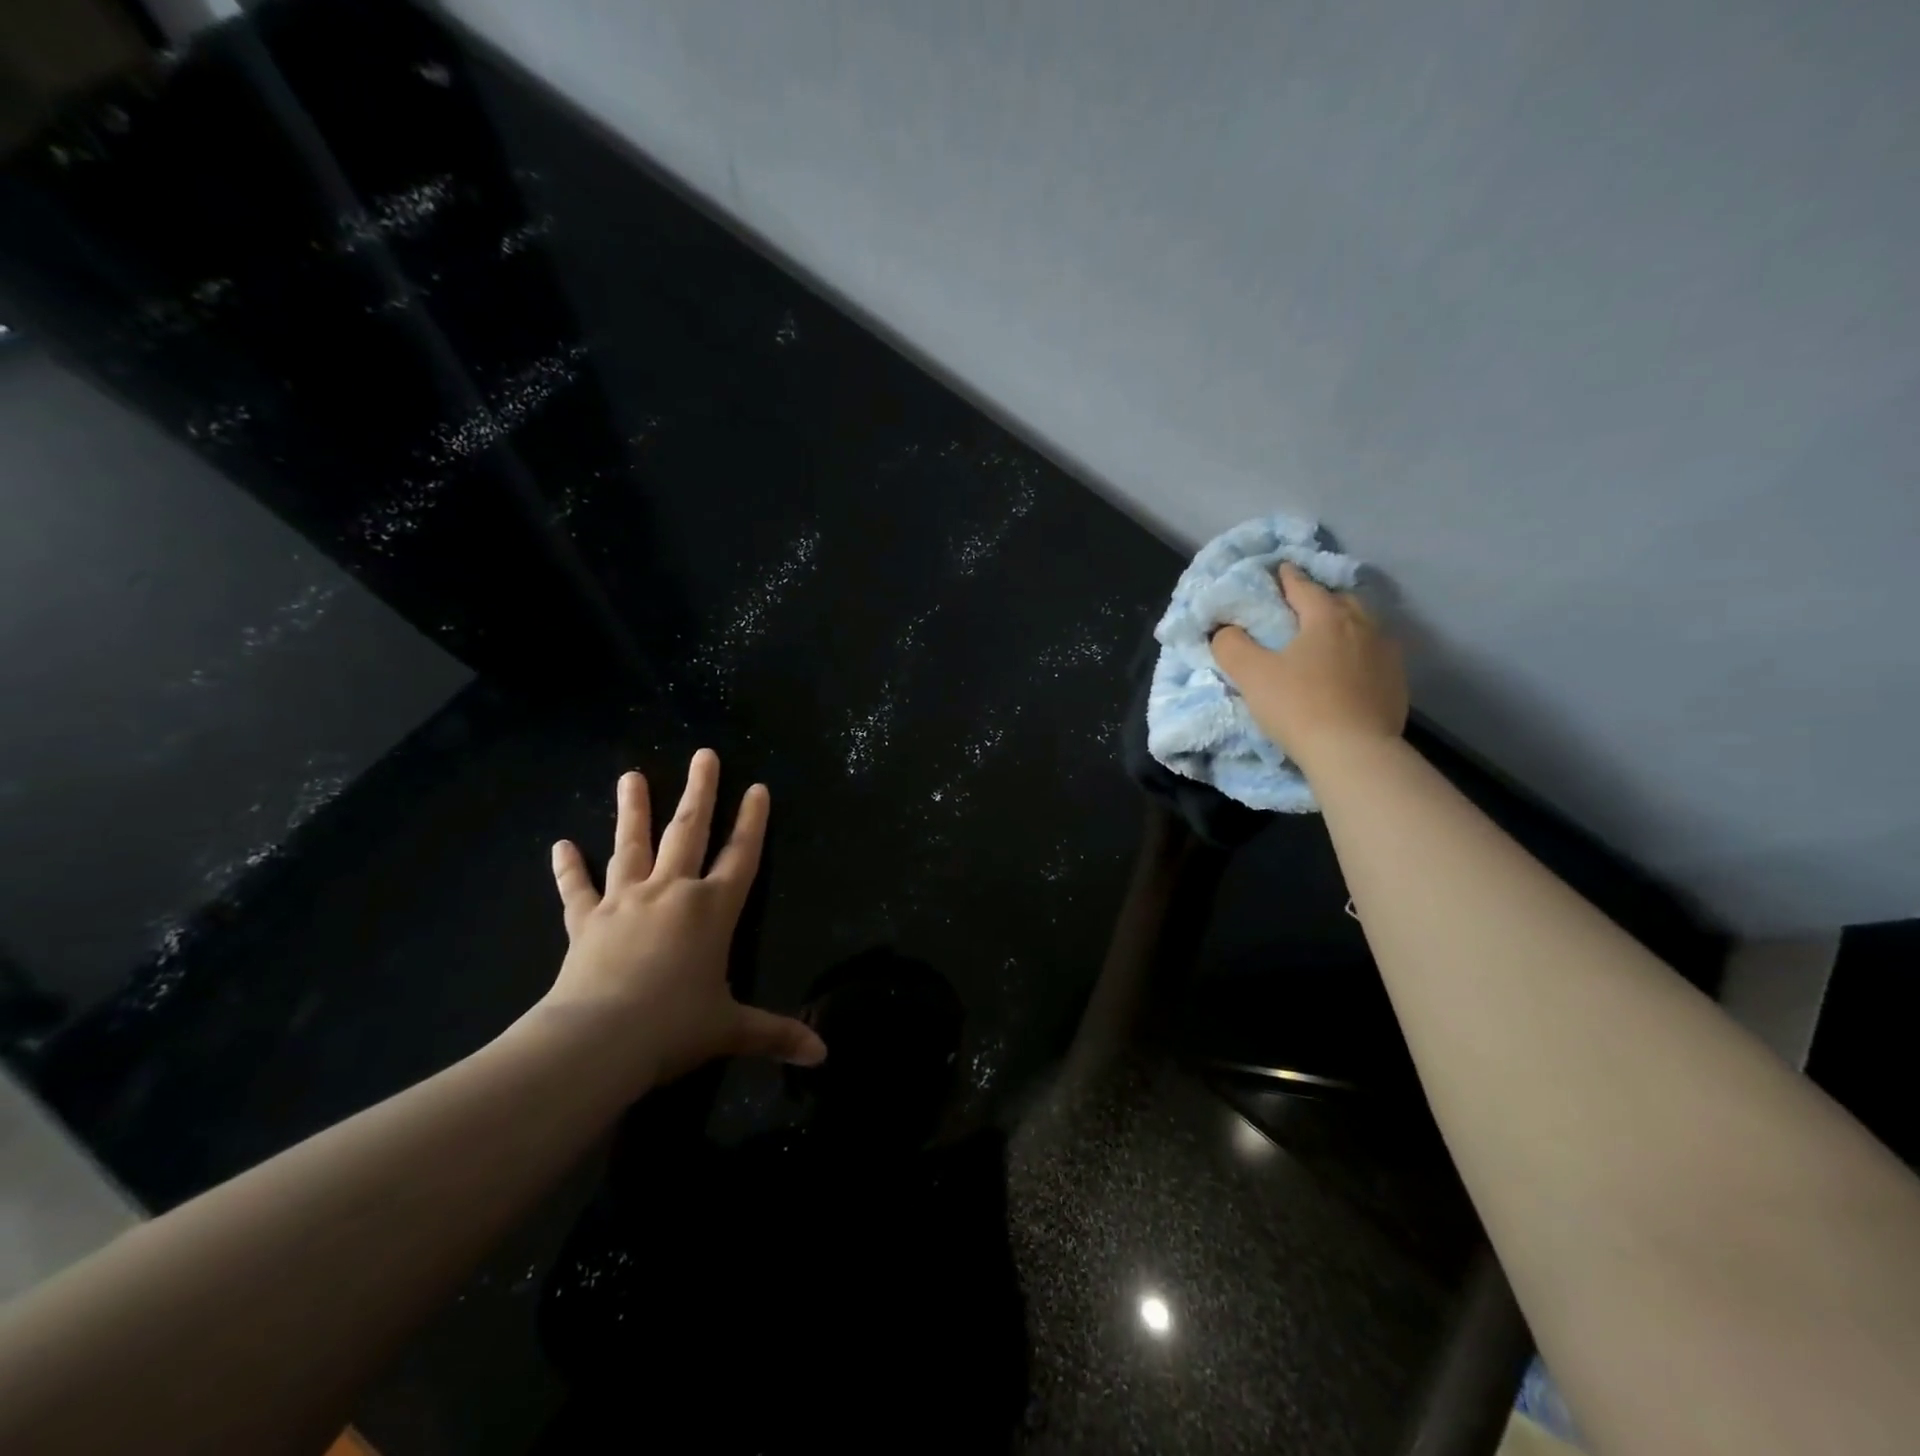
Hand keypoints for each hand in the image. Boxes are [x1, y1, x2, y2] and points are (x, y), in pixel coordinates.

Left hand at [541, 749, 825, 1089]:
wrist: (598, 1041)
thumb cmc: (674, 1027)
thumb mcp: (731, 1030)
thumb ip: (776, 1034)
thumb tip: (824, 1056)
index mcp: (713, 909)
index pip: (742, 855)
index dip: (753, 821)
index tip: (757, 787)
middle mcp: (672, 892)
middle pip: (689, 832)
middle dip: (700, 792)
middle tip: (704, 755)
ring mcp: (626, 901)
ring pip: (632, 846)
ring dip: (633, 811)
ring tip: (631, 776)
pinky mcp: (587, 921)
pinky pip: (577, 890)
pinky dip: (569, 869)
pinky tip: (560, 846)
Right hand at [1210, 562, 1407, 769]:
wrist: (1354, 752)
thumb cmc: (1299, 706)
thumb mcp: (1251, 675)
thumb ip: (1231, 645)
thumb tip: (1224, 629)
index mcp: (1327, 617)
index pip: (1303, 586)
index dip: (1286, 577)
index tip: (1277, 570)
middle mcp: (1362, 625)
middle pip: (1339, 600)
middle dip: (1319, 598)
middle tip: (1299, 608)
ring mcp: (1386, 653)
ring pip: (1362, 625)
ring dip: (1343, 624)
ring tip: (1325, 636)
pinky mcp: (1397, 681)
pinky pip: (1374, 653)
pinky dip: (1358, 651)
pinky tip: (1347, 668)